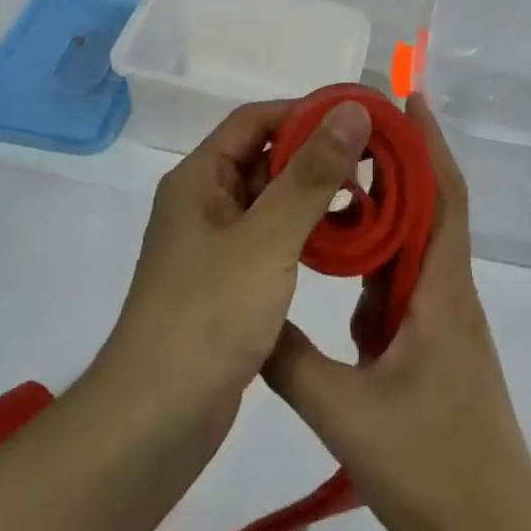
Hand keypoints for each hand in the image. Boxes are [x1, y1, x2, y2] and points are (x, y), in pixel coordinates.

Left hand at [101, 97, 372, 428]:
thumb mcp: (268, 237)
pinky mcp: (226, 282)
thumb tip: (351, 111)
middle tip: (374, 161)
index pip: (255, 120)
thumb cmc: (210, 314)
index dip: (305, 112)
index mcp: (199, 179)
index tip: (358, 119)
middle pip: (263, 158)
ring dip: (313, 195)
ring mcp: (213, 245)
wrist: (156, 420)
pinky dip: (304, 232)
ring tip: (368, 199)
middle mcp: (202, 203)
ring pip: (270, 201)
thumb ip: (312, 173)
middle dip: (316, 154)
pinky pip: (270, 239)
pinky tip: (342, 242)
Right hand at [263, 94, 530, 530]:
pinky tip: (342, 280)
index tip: (406, 97)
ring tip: (332, 194)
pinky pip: (405, 290)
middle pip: (428, 210)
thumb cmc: (431, 466)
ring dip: (383, 219)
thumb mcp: (343, 412)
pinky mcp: (436, 348)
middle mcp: (448, 293)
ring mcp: (445, 322)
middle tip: (344, 136)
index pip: (442, 195)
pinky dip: (377, 270)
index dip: (428, 142)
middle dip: (395, 166)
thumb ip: (290, 360)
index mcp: (440, 290)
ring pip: (414, 252)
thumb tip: (250, 312)